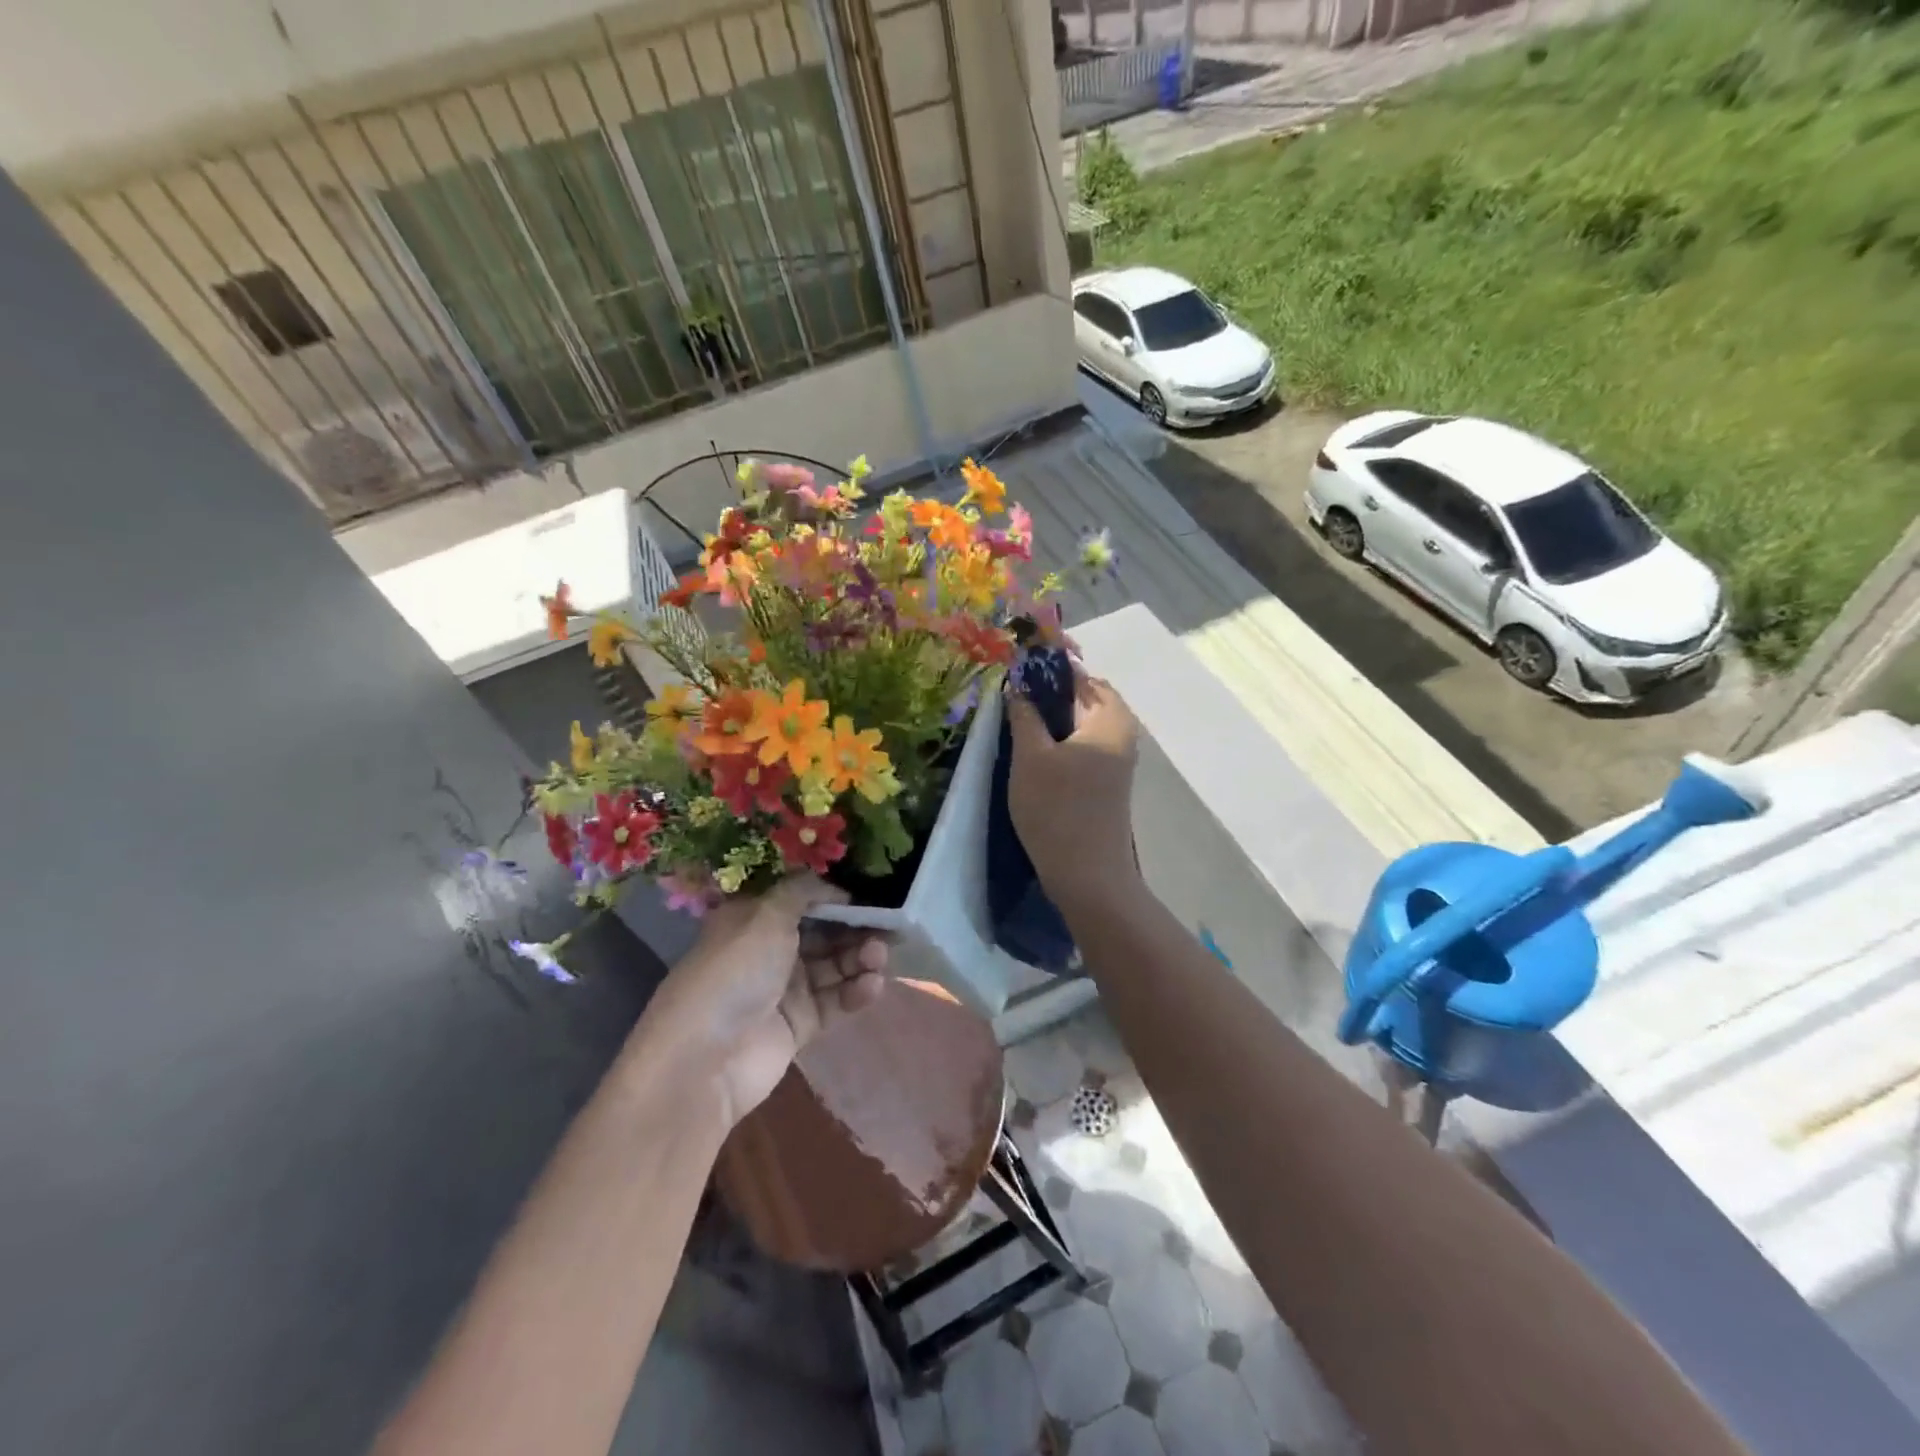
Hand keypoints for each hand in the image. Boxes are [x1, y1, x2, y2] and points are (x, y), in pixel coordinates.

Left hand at [630, 876, 885, 1127]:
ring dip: (859, 958)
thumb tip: (833, 886)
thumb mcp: (765, 916)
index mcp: (753, 920)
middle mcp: (769, 951)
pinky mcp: (799, 1025)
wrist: (704, 1061)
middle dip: (854, 929)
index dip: (834, 898)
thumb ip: (802, 892)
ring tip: (879, 958)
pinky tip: (872, 986)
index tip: (868, 898)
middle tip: (887, 928)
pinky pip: (835, 1001)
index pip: (801, 901)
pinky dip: (855, 992)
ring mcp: (784, 990)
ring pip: (833, 966)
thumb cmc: (734, 973)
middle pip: (823, 933)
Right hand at [1006, 669, 1141, 903]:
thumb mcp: (1031, 757)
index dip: (1046, 667)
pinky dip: (1057, 740)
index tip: (1012, 668)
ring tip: (1014, 720)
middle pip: (1080, 697)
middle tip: (1008, 696)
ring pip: (1078, 723)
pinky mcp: (1105, 780)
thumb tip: (1018, 683)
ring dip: (1048, 718)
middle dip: (1045, 693)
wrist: (1088, 876)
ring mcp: (1116, 758)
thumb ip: (1024, 714)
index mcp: (1110, 717)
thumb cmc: (1057, 809)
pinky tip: (1031, 750)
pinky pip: (1080, 745)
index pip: (1078, 673)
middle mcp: (1120, 731)